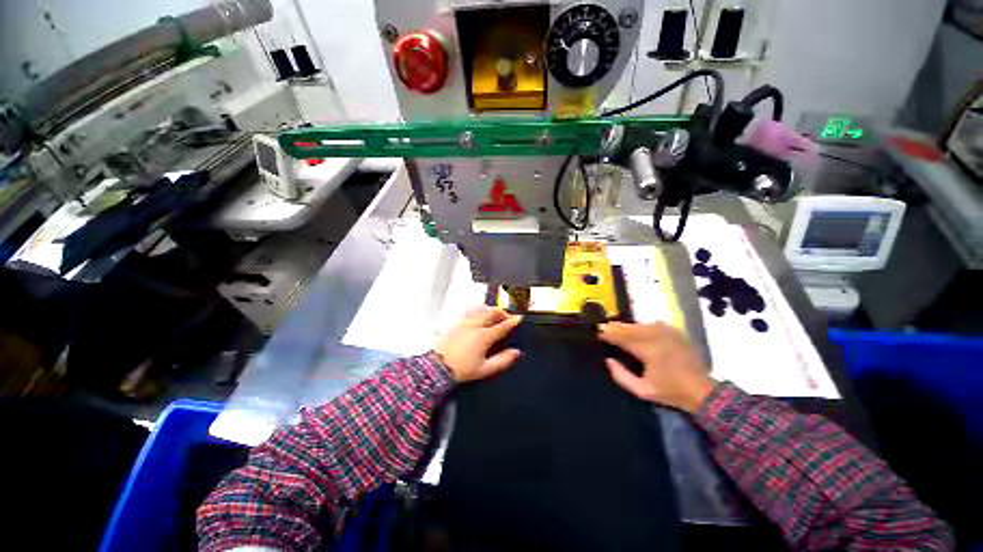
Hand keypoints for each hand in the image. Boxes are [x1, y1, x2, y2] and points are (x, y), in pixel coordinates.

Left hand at [435, 306, 522, 382]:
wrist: (437, 367)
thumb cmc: (461, 369)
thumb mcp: (485, 369)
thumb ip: (503, 360)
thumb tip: (515, 353)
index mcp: (484, 336)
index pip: (502, 326)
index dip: (512, 321)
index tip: (518, 318)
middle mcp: (475, 325)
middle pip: (492, 312)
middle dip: (502, 312)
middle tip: (507, 316)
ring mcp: (464, 322)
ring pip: (481, 308)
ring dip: (490, 309)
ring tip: (494, 313)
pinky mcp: (456, 322)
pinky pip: (469, 310)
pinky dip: (477, 309)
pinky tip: (478, 313)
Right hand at [599, 322, 716, 412]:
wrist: (703, 391)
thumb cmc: (671, 392)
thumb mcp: (643, 390)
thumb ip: (621, 376)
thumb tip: (608, 360)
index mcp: (647, 350)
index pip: (622, 337)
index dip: (608, 334)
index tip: (598, 332)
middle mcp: (656, 336)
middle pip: (629, 328)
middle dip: (615, 327)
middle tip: (602, 326)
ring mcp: (666, 332)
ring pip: (640, 325)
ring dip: (626, 326)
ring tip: (615, 326)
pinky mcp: (674, 332)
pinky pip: (652, 324)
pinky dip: (640, 326)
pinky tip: (635, 328)